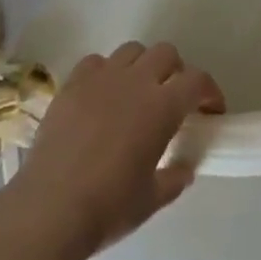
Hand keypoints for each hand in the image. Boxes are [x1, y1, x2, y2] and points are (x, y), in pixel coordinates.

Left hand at [17, 42, 223, 252]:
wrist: (49, 209)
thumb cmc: (108, 207)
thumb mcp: (152, 199)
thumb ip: (175, 178)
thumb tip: (184, 168)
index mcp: (162, 107)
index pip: (197, 81)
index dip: (210, 91)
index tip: (211, 110)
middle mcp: (134, 82)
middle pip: (165, 53)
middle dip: (177, 71)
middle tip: (174, 98)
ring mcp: (99, 79)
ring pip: (131, 50)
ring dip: (142, 65)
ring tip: (137, 92)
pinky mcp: (70, 85)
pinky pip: (95, 62)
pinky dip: (105, 72)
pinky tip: (102, 95)